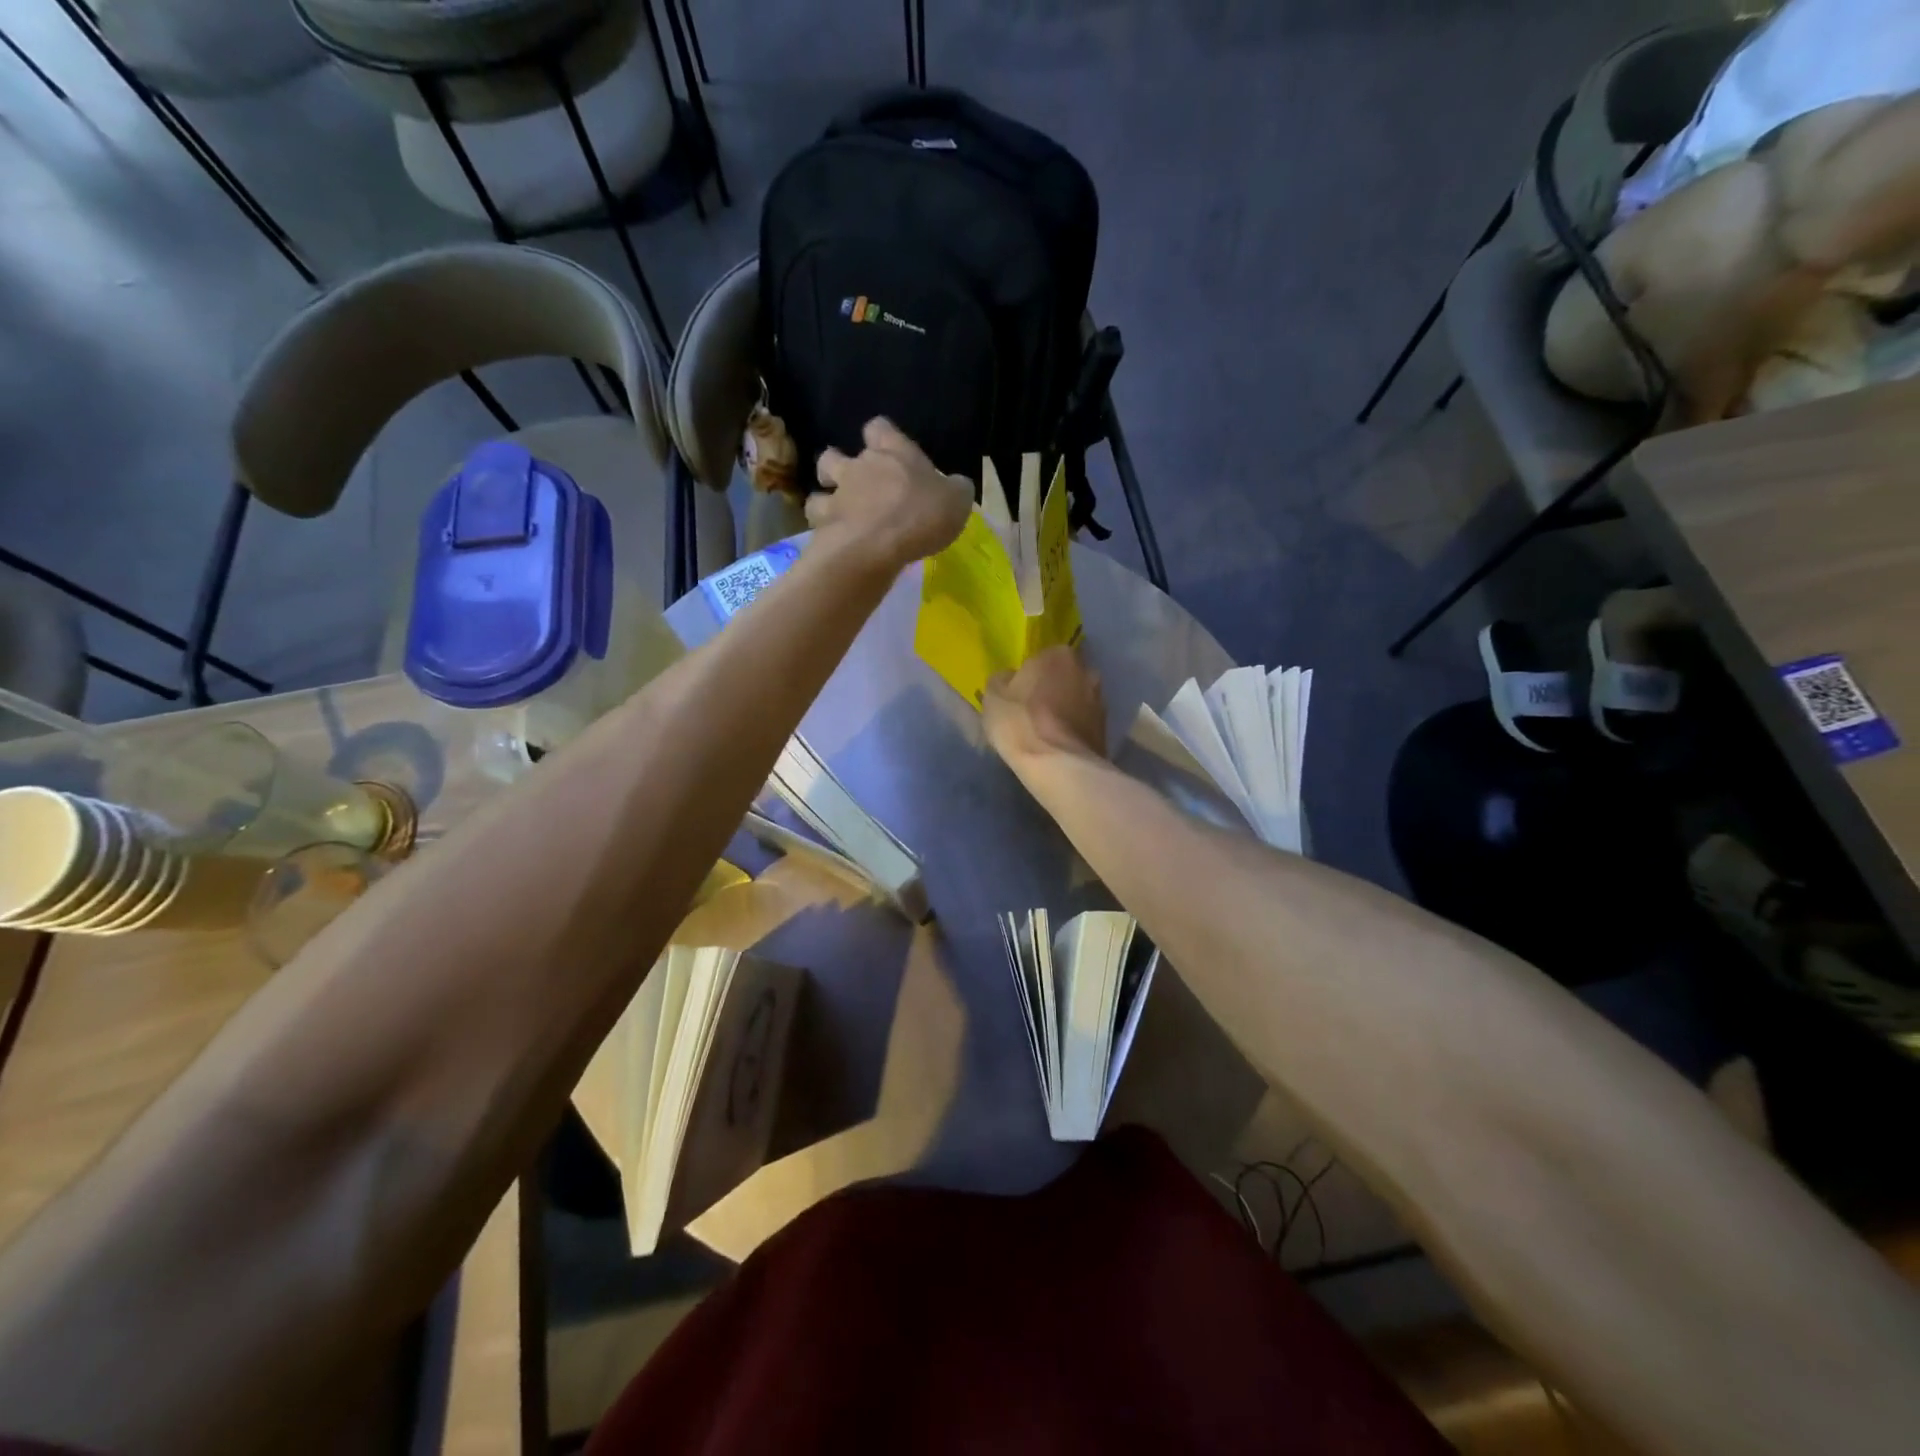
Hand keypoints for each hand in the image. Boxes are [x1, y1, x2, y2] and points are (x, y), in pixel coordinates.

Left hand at [808, 419, 973, 576]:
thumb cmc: (921, 516)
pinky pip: (816, 521)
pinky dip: (823, 528)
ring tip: (837, 512)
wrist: (876, 546)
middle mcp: (860, 466)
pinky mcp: (823, 524)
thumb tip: (955, 485)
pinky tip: (834, 539)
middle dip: (840, 465)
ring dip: (824, 495)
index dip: (882, 436)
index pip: (880, 427)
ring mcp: (838, 494)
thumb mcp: (957, 500)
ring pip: (819, 486)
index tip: (889, 450)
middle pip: (835, 453)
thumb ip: (955, 489)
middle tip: (855, 484)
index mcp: (894, 452)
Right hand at [983, 646, 1106, 766]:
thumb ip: (1002, 679)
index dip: (1029, 676)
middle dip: (1051, 690)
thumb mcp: (993, 696)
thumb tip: (1010, 679)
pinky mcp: (1106, 729)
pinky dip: (1072, 730)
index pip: (1042, 658)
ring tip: (1045, 732)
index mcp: (1059, 654)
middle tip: (1031, 711)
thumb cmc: (1021, 722)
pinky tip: (1057, 745)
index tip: (1019, 693)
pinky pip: (1083, 723)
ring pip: (1076, 700)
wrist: (1059, 765)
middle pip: (1064, 677)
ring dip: (1064, 711)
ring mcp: (1101, 700)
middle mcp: (1087, 670)